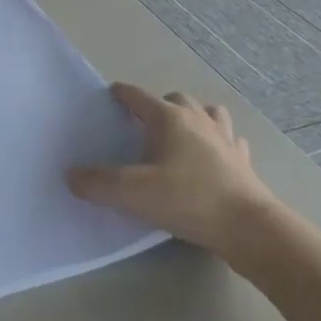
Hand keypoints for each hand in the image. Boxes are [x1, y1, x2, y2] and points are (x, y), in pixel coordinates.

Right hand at [67, 83, 281, 262]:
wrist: (248, 227)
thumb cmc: (188, 200)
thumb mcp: (132, 193)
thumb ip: (97, 183)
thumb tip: (72, 175)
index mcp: (170, 119)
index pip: (140, 97)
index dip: (123, 94)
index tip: (112, 94)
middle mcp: (199, 121)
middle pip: (177, 99)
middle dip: (160, 105)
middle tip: (145, 124)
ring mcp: (226, 140)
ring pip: (210, 114)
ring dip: (194, 117)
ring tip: (182, 134)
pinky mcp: (244, 162)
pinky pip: (231, 141)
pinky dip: (220, 143)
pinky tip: (214, 157)